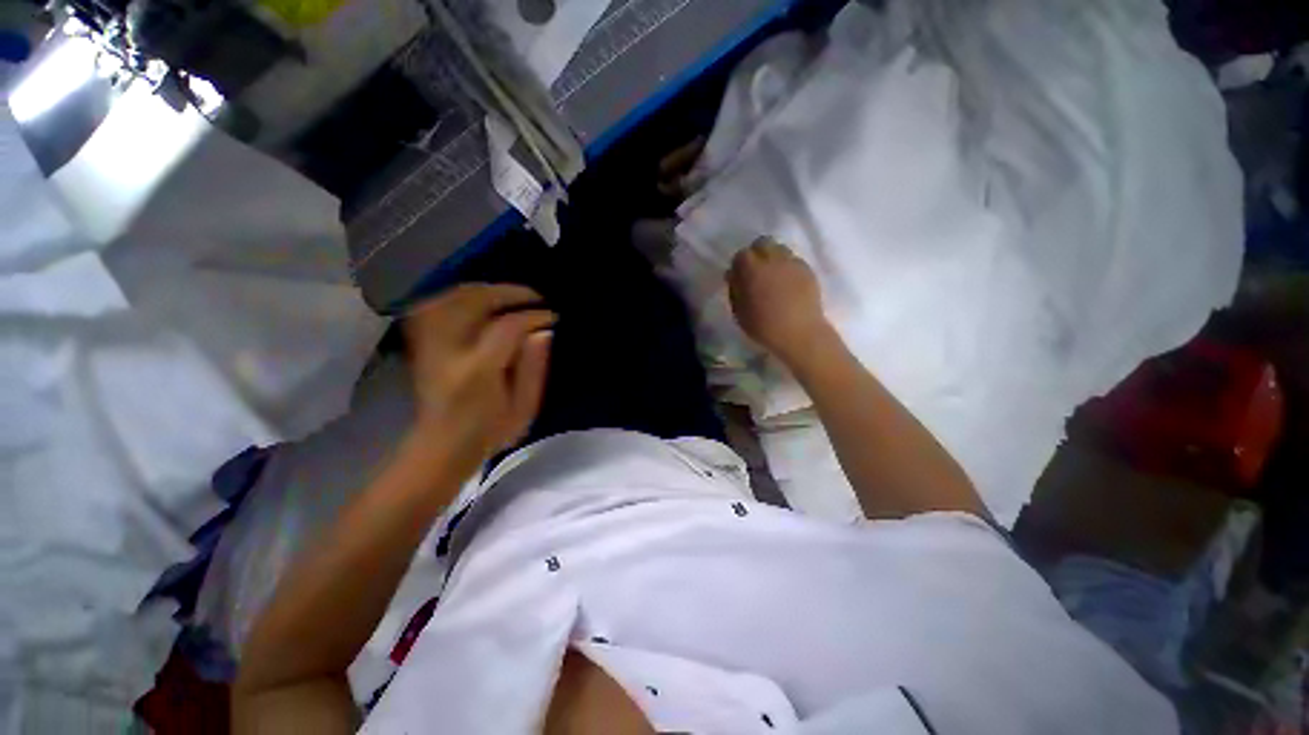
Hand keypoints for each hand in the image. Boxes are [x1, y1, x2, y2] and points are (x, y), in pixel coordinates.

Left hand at [404, 284, 554, 465]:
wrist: (441, 446)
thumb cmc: (489, 432)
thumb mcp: (524, 409)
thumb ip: (535, 369)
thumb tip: (543, 331)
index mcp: (477, 372)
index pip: (508, 327)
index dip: (534, 316)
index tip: (552, 317)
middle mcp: (448, 351)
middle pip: (475, 301)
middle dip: (511, 293)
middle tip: (536, 299)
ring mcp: (428, 344)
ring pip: (453, 296)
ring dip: (487, 290)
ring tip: (512, 297)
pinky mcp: (420, 342)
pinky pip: (437, 304)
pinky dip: (461, 295)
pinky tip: (481, 301)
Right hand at [727, 238, 829, 365]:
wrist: (799, 333)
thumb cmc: (764, 326)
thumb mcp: (739, 311)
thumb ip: (734, 289)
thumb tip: (733, 275)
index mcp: (752, 269)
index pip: (741, 255)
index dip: (739, 265)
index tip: (739, 277)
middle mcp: (772, 259)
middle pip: (762, 243)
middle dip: (757, 253)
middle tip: (756, 271)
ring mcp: (792, 262)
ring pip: (780, 249)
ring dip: (773, 258)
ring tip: (773, 276)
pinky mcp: (807, 270)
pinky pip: (793, 260)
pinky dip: (787, 267)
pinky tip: (787, 283)